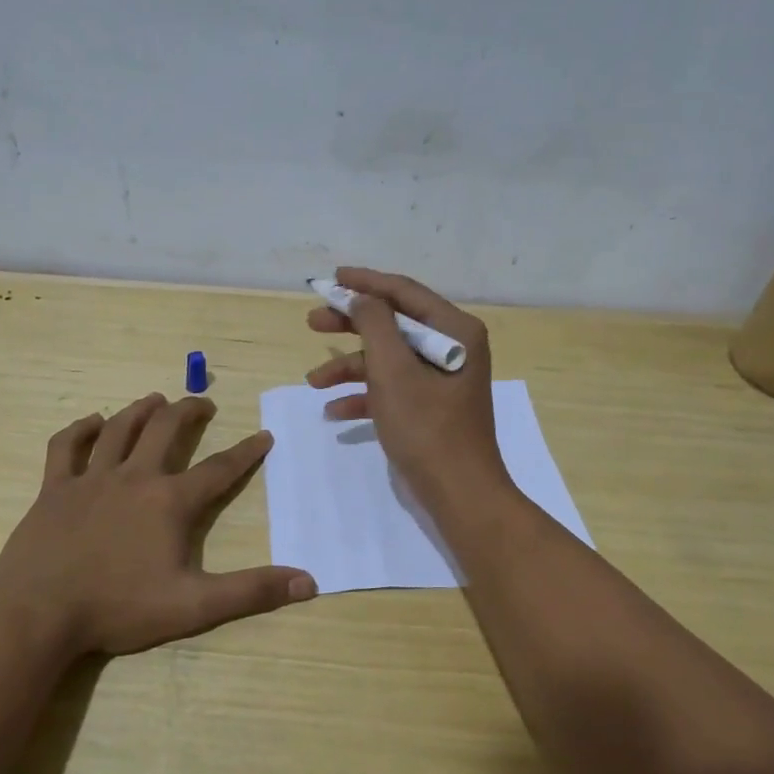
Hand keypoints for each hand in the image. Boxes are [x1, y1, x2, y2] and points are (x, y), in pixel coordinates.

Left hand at [0, 393, 315, 656]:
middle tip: (202, 402)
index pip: (219, 469)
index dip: (246, 451)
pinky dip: (81, 429)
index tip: (264, 434)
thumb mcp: (194, 606)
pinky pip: (66, 446)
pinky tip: (92, 422)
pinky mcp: (54, 488)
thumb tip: (308, 582)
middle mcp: (134, 477)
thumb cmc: (119, 608)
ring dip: (141, 410)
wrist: (39, 612)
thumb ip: (250, 592)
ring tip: (156, 399)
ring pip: (119, 429)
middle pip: (165, 430)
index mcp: (170, 501)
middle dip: (188, 411)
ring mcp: (91, 479)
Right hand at [304, 267, 510, 510]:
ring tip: (313, 381)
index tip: (332, 278)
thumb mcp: (393, 371)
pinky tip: (335, 411)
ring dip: (350, 368)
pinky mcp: (430, 407)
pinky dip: (365, 396)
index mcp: (454, 331)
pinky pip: (393, 389)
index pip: (404, 292)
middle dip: (351, 325)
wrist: (460, 494)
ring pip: (388, 360)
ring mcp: (441, 380)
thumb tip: (362, 298)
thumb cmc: (427, 428)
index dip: (365, 283)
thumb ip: (375, 325)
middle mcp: (452, 348)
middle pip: (393, 324)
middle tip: (312, 322)